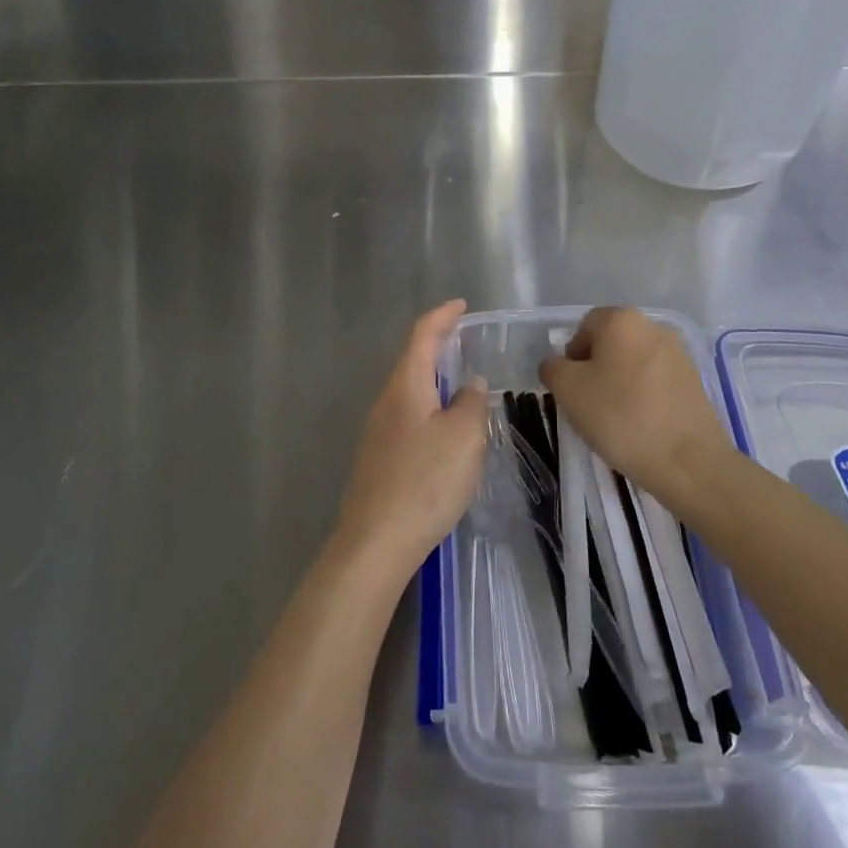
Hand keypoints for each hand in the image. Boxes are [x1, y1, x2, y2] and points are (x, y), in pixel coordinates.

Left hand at [332, 301, 488, 579]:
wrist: (376, 542)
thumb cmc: (425, 481)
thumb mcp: (464, 437)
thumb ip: (472, 403)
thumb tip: (469, 385)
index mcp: (406, 386)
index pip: (422, 335)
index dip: (442, 316)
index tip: (461, 305)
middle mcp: (386, 402)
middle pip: (412, 361)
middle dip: (438, 347)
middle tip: (466, 343)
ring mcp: (378, 432)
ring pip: (411, 393)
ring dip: (435, 382)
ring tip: (462, 387)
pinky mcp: (379, 460)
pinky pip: (409, 419)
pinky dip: (430, 410)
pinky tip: (445, 433)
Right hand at [538, 306, 728, 495]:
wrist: (687, 461)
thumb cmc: (620, 416)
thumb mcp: (568, 391)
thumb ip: (553, 368)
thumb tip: (556, 365)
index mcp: (622, 320)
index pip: (584, 326)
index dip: (571, 356)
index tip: (571, 388)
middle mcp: (653, 327)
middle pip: (611, 343)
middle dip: (595, 369)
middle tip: (588, 404)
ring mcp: (679, 354)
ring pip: (634, 363)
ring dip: (619, 383)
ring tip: (615, 419)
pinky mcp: (694, 382)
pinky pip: (656, 382)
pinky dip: (643, 397)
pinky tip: (640, 426)